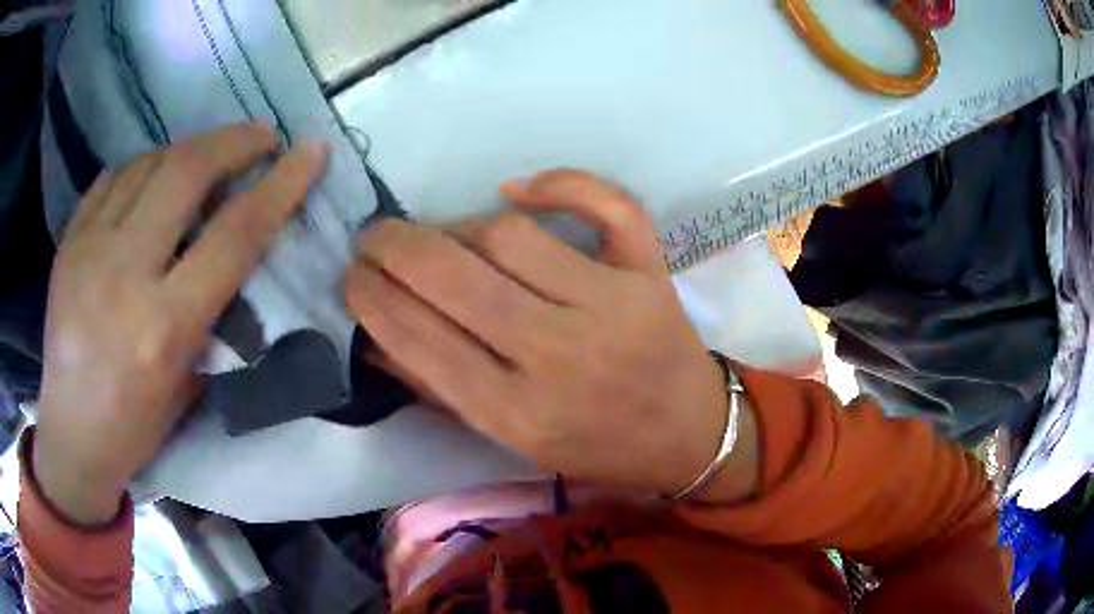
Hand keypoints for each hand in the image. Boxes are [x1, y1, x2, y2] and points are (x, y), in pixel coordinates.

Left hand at [34, 123, 326, 524]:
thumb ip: (212, 309)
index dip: (281, 185)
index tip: (310, 152)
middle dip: (235, 140)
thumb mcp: (188, 380)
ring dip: (190, 149)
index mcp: (165, 327)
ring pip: (150, 162)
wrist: (71, 433)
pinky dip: (145, 165)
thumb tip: (233, 245)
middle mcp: (125, 275)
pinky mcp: (69, 240)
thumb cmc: (135, 425)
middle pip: (187, 171)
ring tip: (207, 159)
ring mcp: (89, 249)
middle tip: (260, 137)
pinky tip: (155, 177)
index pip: (235, 234)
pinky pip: (114, 176)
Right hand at [346, 170, 754, 497]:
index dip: (371, 297)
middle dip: (394, 247)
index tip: (350, 274)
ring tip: (441, 236)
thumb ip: (439, 387)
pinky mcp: (651, 273)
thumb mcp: (509, 439)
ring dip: (458, 226)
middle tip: (373, 236)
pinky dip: (562, 182)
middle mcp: (561, 356)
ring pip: (511, 236)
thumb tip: (372, 335)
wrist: (687, 435)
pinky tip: (516, 190)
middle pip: (455, 276)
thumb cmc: (595, 447)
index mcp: (518, 413)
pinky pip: (608, 206)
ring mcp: (614, 306)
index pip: (420, 338)